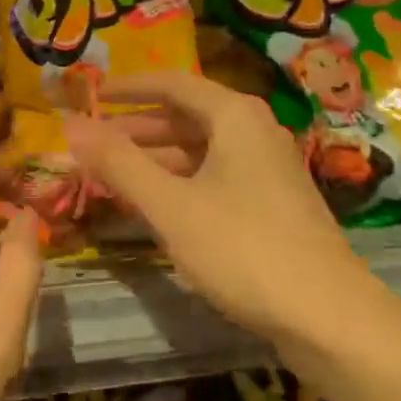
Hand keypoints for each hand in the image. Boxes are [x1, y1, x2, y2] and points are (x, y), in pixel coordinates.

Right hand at [64, 72, 368, 351]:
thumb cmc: (243, 248)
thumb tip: (70, 125)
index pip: (172, 83)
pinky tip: (155, 205)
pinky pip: (215, 176)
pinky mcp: (273, 202)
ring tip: (111, 175)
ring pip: (200, 150)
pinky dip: (180, 182)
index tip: (92, 95)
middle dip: (137, 129)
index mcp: (235, 115)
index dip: (128, 87)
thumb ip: (119, 163)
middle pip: (186, 116)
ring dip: (156, 159)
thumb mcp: (171, 205)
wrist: (330, 316)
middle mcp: (255, 130)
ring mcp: (267, 168)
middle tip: (91, 144)